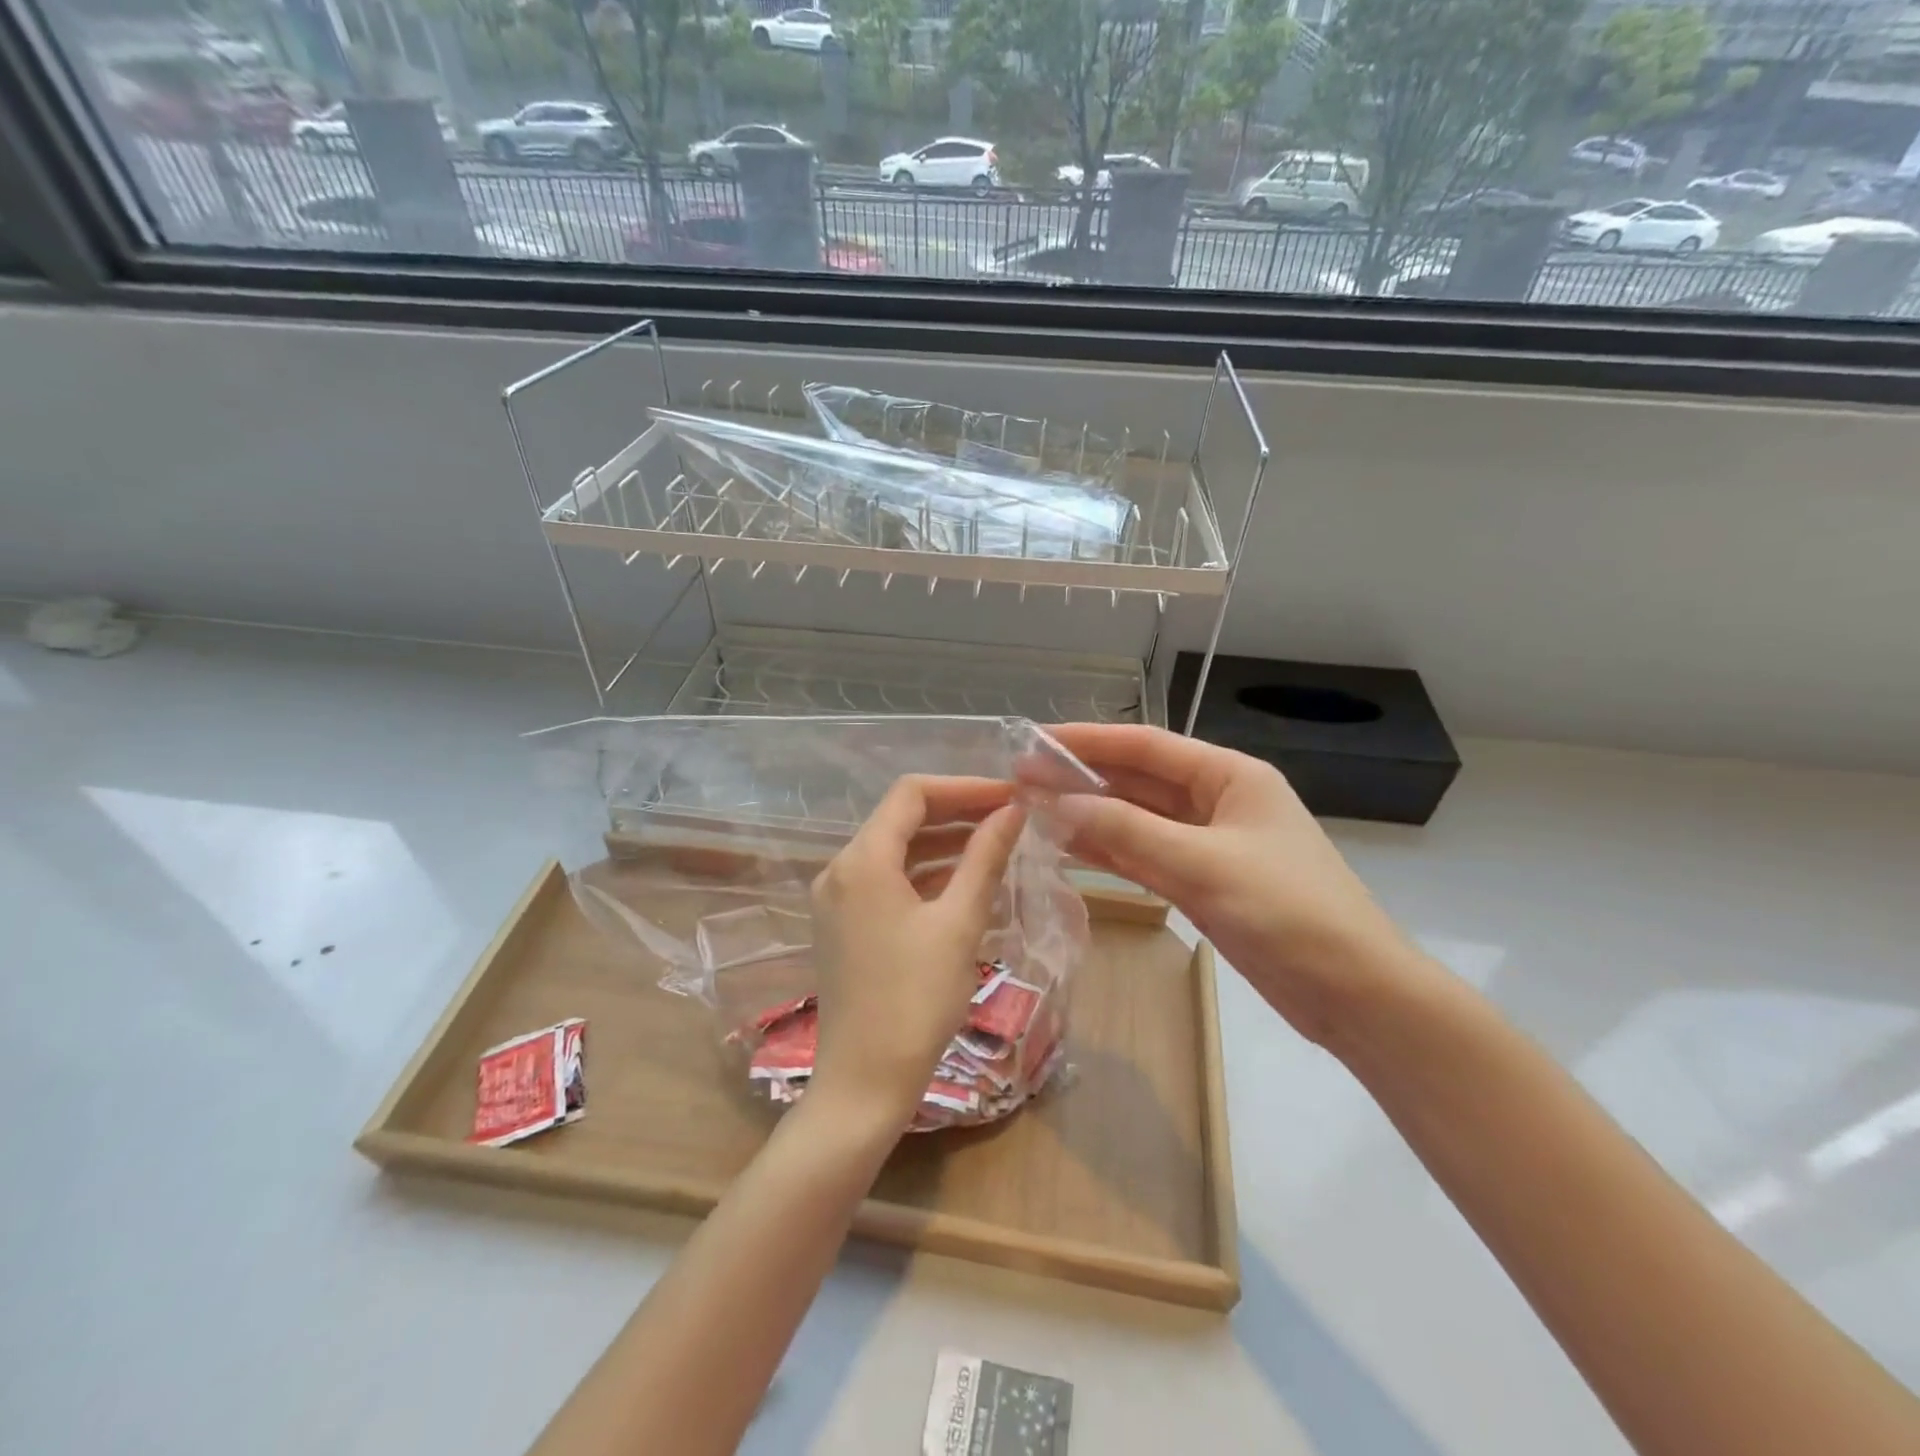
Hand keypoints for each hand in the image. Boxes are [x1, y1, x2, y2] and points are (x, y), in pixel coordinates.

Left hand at [807, 775, 1026, 1127]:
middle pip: (901, 819)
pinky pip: (887, 881)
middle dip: (956, 813)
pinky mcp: (843, 925)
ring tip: (996, 846)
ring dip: (943, 844)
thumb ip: (985, 858)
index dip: (963, 787)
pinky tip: (964, 883)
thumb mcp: (959, 924)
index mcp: (862, 860)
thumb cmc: (916, 1000)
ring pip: (895, 851)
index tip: (1009, 796)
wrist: (864, 1084)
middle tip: (1009, 817)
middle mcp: (840, 869)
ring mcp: (837, 899)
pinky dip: (924, 875)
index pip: (912, 794)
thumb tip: (1012, 811)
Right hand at [1047, 723, 1427, 1047]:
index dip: (1087, 740)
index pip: (1146, 746)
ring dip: (1091, 815)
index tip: (1034, 742)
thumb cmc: (1287, 912)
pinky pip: (1146, 856)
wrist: (1354, 993)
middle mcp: (1217, 801)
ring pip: (1138, 820)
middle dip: (1082, 779)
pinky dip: (1110, 851)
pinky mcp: (1203, 882)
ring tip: (1033, 812)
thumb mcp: (1203, 865)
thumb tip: (1058, 803)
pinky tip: (1069, 847)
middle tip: (1021, 781)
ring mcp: (1209, 844)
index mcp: (1230, 776)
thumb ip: (1128, 831)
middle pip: (1138, 780)